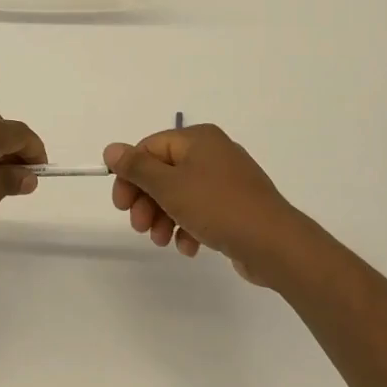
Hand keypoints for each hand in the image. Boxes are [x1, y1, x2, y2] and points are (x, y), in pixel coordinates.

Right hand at [104, 125, 329, 287]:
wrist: (274, 244)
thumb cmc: (218, 207)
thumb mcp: (169, 186)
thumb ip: (137, 167)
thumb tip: (111, 149)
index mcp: (197, 139)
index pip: (149, 149)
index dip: (130, 176)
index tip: (121, 205)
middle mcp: (212, 153)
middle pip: (164, 172)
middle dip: (147, 201)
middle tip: (139, 227)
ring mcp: (227, 180)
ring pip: (181, 194)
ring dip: (164, 217)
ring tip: (161, 240)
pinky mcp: (236, 206)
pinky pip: (201, 210)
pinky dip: (188, 226)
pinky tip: (188, 247)